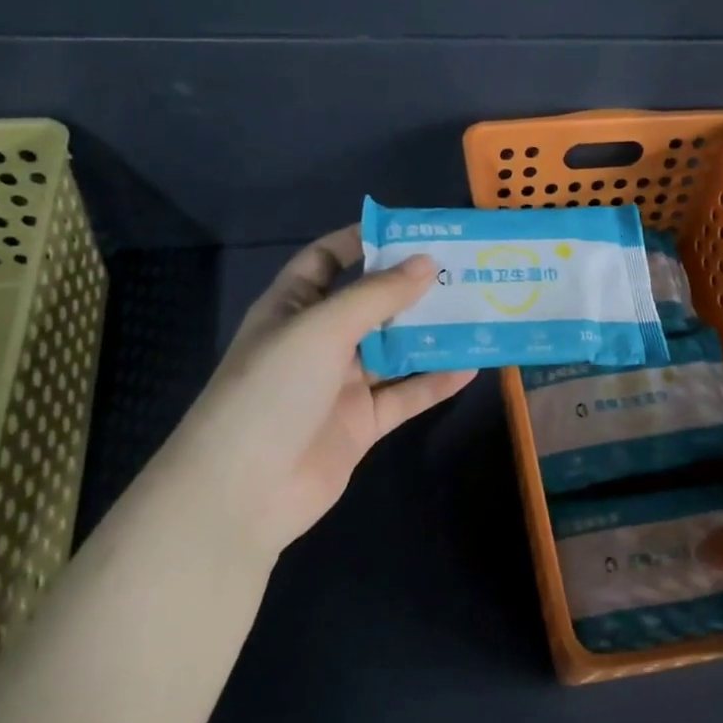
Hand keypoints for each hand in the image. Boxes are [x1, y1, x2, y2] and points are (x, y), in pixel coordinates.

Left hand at [153, 225, 473, 560]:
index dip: (364, 243)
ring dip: (431, 334)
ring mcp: (341, 385)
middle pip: (370, 305)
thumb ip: (377, 295)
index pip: (327, 260)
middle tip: (462, 271)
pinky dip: (435, 383)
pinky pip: (405, 396)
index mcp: (293, 307)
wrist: (245, 490)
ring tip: (477, 312)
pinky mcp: (362, 424)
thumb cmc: (273, 389)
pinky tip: (471, 367)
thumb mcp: (322, 328)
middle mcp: (318, 341)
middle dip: (411, 288)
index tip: (414, 232)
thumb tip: (427, 262)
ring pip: (394, 351)